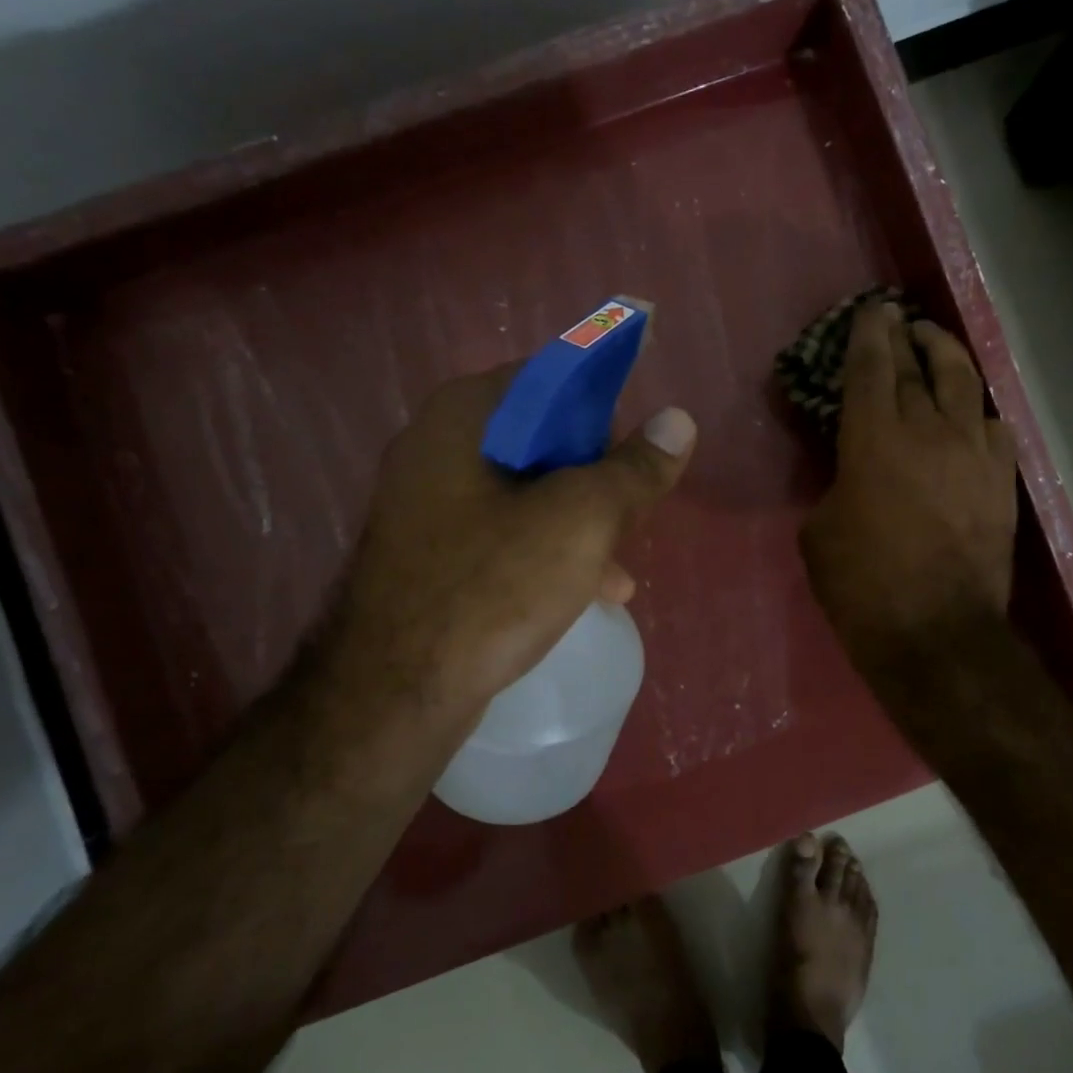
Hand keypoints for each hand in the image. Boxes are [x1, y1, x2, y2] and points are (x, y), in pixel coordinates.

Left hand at [337, 364, 696, 723]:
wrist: (393, 693)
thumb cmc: (492, 587)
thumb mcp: (581, 521)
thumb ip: (634, 469)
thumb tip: (679, 421)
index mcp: (464, 416)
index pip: (548, 378)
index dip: (601, 408)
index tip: (633, 453)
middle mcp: (435, 448)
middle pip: (539, 439)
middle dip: (594, 478)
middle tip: (630, 513)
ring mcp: (426, 505)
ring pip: (524, 494)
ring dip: (578, 524)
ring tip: (620, 569)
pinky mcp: (429, 555)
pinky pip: (501, 536)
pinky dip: (545, 553)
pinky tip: (585, 593)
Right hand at [800, 303, 1017, 678]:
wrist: (936, 634)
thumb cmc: (862, 586)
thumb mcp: (819, 534)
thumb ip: (835, 489)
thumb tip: (853, 480)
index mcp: (873, 440)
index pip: (870, 368)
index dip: (867, 334)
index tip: (869, 310)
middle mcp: (928, 431)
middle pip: (915, 367)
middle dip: (902, 336)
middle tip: (894, 317)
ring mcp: (972, 454)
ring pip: (963, 384)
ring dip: (944, 356)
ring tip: (932, 342)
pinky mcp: (1001, 482)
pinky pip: (993, 428)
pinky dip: (977, 413)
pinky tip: (971, 416)